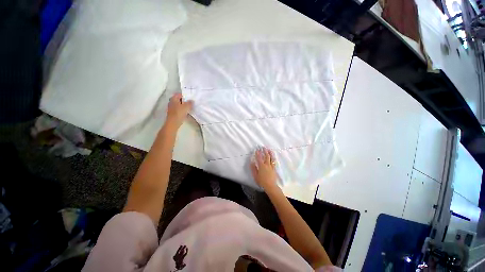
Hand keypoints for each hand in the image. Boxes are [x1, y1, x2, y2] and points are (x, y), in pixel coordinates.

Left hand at [165, 93, 192, 129]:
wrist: (173, 123)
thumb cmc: (179, 113)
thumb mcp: (186, 106)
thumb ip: (190, 103)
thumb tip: (192, 100)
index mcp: (173, 99)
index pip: (179, 94)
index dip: (185, 95)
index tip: (190, 97)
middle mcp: (171, 102)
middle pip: (179, 100)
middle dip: (185, 101)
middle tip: (191, 102)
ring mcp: (172, 108)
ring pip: (179, 105)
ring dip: (184, 106)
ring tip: (190, 107)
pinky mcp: (173, 113)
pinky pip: (179, 110)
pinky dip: (183, 110)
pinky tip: (187, 113)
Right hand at [251, 147, 278, 190]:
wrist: (270, 186)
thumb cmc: (262, 181)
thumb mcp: (255, 176)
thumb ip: (253, 168)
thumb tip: (252, 162)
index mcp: (262, 166)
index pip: (259, 158)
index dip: (258, 153)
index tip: (257, 149)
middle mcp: (267, 165)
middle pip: (266, 156)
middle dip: (265, 151)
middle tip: (263, 147)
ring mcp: (271, 166)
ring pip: (271, 158)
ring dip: (270, 153)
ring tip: (269, 149)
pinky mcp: (274, 168)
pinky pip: (274, 161)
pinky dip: (273, 158)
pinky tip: (273, 156)